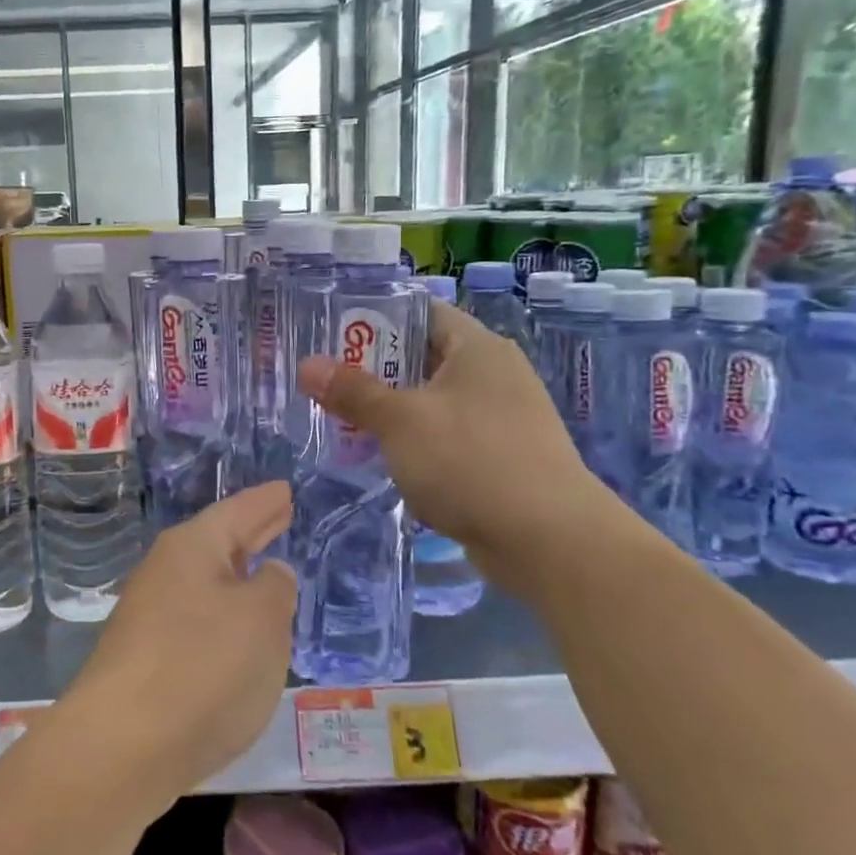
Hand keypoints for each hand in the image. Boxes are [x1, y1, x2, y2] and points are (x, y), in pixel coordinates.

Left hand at [61, 483, 296, 813]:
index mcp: (192, 548)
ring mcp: (151, 615)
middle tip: (279, 513)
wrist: (122, 746)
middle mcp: (166, 572)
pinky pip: (198, 620)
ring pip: (207, 583)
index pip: (237, 512)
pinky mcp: (147, 658)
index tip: (285, 489)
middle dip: (251, 532)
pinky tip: (238, 631)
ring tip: (266, 570)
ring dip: (237, 575)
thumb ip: (274, 589)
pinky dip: (224, 615)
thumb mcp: (260, 621)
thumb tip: (270, 572)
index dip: (265, 502)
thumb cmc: (203, 667)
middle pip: (218, 543)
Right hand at [298, 299, 614, 588]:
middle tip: (326, 380)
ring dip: (392, 410)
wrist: (549, 541)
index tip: (331, 332)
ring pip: (433, 401)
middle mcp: (494, 374)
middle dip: (374, 370)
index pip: (420, 312)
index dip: (374, 317)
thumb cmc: (471, 461)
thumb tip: (306, 365)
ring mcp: (501, 418)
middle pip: (423, 357)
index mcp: (477, 348)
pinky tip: (384, 458)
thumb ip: (352, 391)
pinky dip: (415, 442)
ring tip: (344, 419)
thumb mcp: (400, 421)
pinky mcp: (501, 458)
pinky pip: (447, 436)